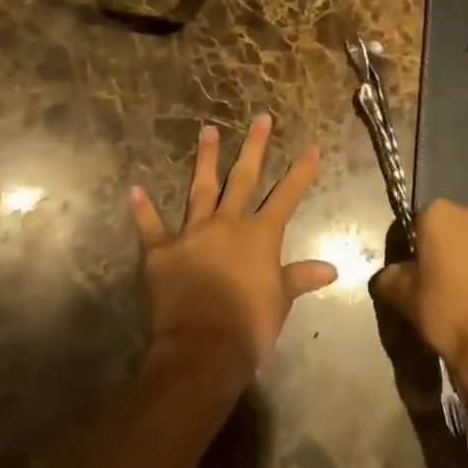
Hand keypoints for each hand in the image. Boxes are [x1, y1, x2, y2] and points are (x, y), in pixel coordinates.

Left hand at [130, 115, 336, 379]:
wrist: (202, 349)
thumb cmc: (249, 326)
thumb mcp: (281, 301)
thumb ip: (301, 277)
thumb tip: (332, 269)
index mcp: (259, 234)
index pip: (286, 195)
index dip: (301, 172)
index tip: (312, 146)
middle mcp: (227, 223)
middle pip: (243, 178)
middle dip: (254, 146)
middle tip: (260, 118)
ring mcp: (193, 233)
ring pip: (201, 189)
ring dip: (204, 159)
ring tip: (207, 130)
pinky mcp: (163, 252)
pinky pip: (151, 227)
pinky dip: (143, 210)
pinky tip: (135, 190)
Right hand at [370, 199, 467, 370]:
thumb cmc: (445, 309)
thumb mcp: (405, 296)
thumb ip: (391, 278)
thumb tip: (385, 278)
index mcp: (439, 212)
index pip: (415, 221)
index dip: (409, 245)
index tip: (407, 270)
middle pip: (448, 227)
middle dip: (440, 247)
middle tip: (431, 280)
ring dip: (465, 257)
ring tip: (457, 291)